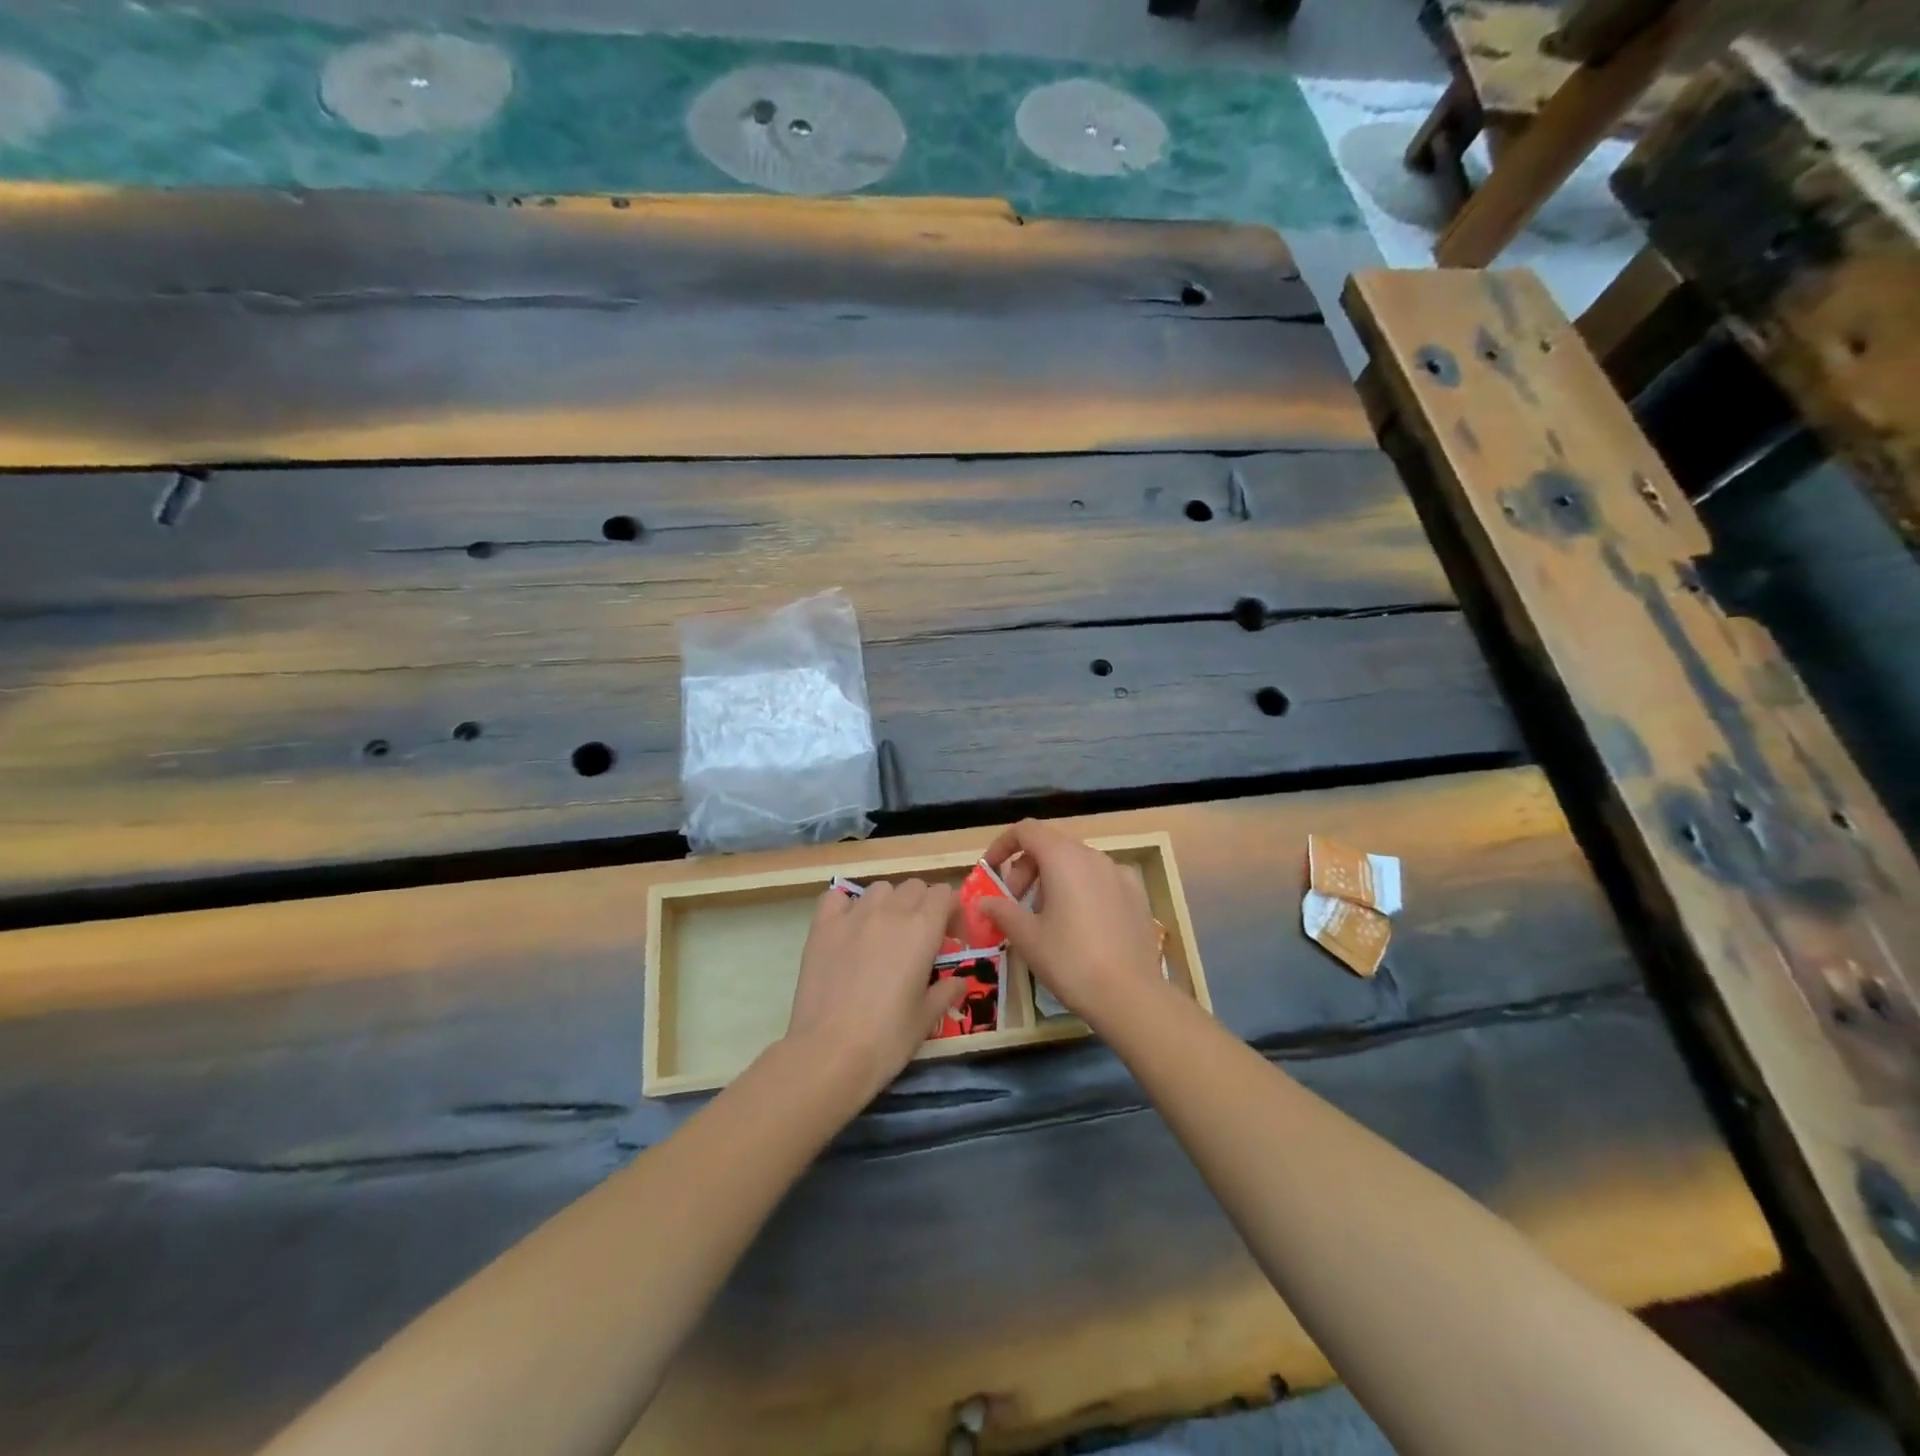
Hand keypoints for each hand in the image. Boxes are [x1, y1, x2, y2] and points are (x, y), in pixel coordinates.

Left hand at [785, 879, 965, 1106]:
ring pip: (879, 889)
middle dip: (923, 905)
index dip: (951, 911)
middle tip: (920, 938)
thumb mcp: (927, 1018)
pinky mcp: (822, 926)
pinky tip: (848, 927)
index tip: (950, 938)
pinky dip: (846, 905)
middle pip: (914, 887)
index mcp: (922, 929)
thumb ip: (946, 991)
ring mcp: (853, 915)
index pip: (944, 894)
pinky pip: (837, 897)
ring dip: (889, 903)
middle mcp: (890, 911)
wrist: (830, 1052)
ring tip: (884, 933)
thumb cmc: (887, 1038)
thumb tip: (959, 981)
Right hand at [981, 820, 1165, 1026]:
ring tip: (1046, 918)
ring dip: (1053, 879)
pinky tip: (1081, 924)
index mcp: (1063, 858)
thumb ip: (1002, 911)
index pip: (1026, 830)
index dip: (1003, 845)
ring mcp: (1119, 873)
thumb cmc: (1070, 961)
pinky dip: (1081, 889)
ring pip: (1077, 862)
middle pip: (1051, 845)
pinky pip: (1100, 879)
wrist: (1130, 995)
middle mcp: (1093, 856)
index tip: (991, 871)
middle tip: (1015, 903)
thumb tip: (984, 901)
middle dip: (1026, 868)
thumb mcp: (1027, 938)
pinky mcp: (1137, 894)